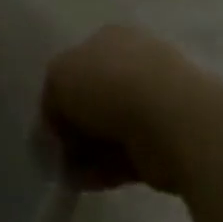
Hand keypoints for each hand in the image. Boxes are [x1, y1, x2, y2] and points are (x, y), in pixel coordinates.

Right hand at [41, 25, 209, 193]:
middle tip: (56, 149)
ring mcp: (157, 106)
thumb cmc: (108, 83)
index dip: (58, 93)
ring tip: (66, 172)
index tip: (49, 120)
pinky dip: (104, 170)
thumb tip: (57, 126)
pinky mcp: (169, 144)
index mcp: (111, 39)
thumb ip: (51, 101)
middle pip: (94, 100)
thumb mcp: (57, 79)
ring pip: (109, 130)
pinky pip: (127, 157)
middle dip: (74, 127)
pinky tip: (84, 182)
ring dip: (86, 152)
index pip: (77, 65)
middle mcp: (136, 67)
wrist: (173, 120)